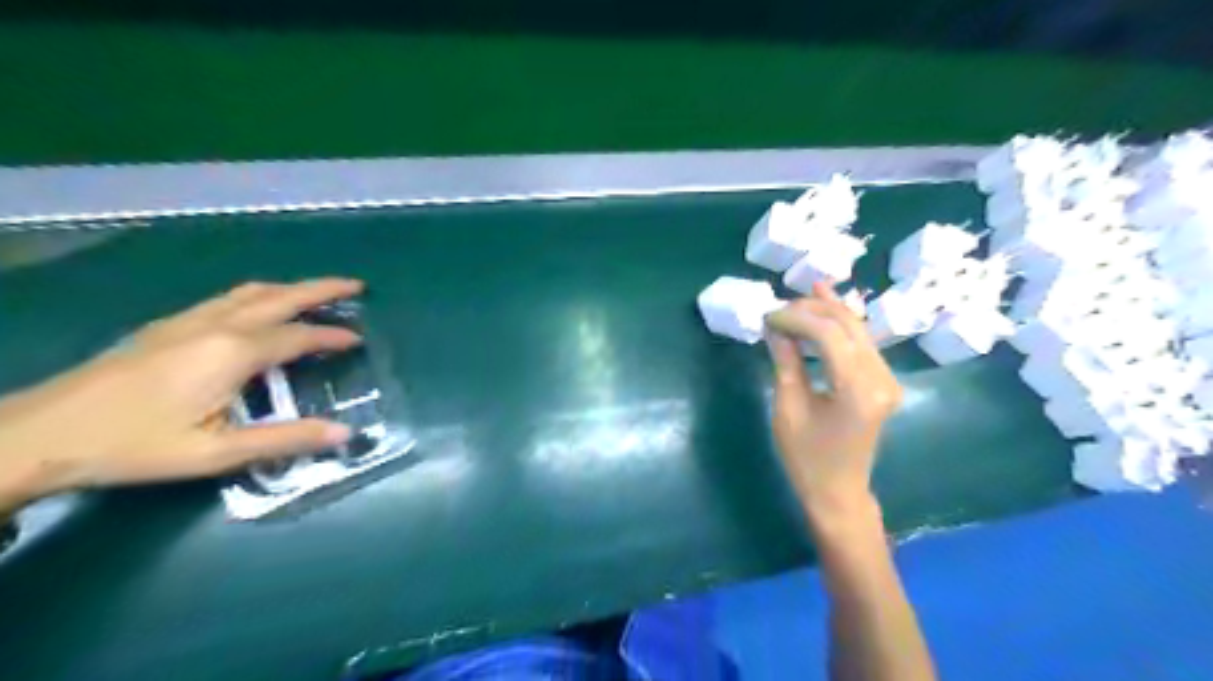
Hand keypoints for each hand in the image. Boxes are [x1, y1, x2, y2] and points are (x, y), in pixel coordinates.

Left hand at [0, 279, 362, 513]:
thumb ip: (286, 439)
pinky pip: (227, 298)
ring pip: (251, 292)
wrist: (38, 433)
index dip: (333, 337)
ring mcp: (187, 321)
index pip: (299, 336)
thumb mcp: (216, 452)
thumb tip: (345, 433)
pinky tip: (258, 309)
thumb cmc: (134, 446)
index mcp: (233, 352)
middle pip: (280, 297)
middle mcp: (216, 325)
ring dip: (290, 288)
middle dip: (322, 288)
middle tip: (356, 286)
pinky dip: (260, 295)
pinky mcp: (166, 326)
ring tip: (316, 292)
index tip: (360, 340)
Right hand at [767, 281, 897, 525]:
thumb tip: (775, 326)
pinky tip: (823, 307)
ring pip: (857, 329)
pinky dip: (838, 327)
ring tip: (793, 302)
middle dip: (811, 310)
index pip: (828, 335)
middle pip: (848, 325)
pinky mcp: (883, 381)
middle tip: (778, 309)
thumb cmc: (806, 457)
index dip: (796, 318)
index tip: (768, 316)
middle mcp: (882, 378)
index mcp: (858, 390)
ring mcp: (888, 379)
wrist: (838, 491)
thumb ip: (786, 361)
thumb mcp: (788, 408)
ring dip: (825, 313)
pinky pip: (861, 343)